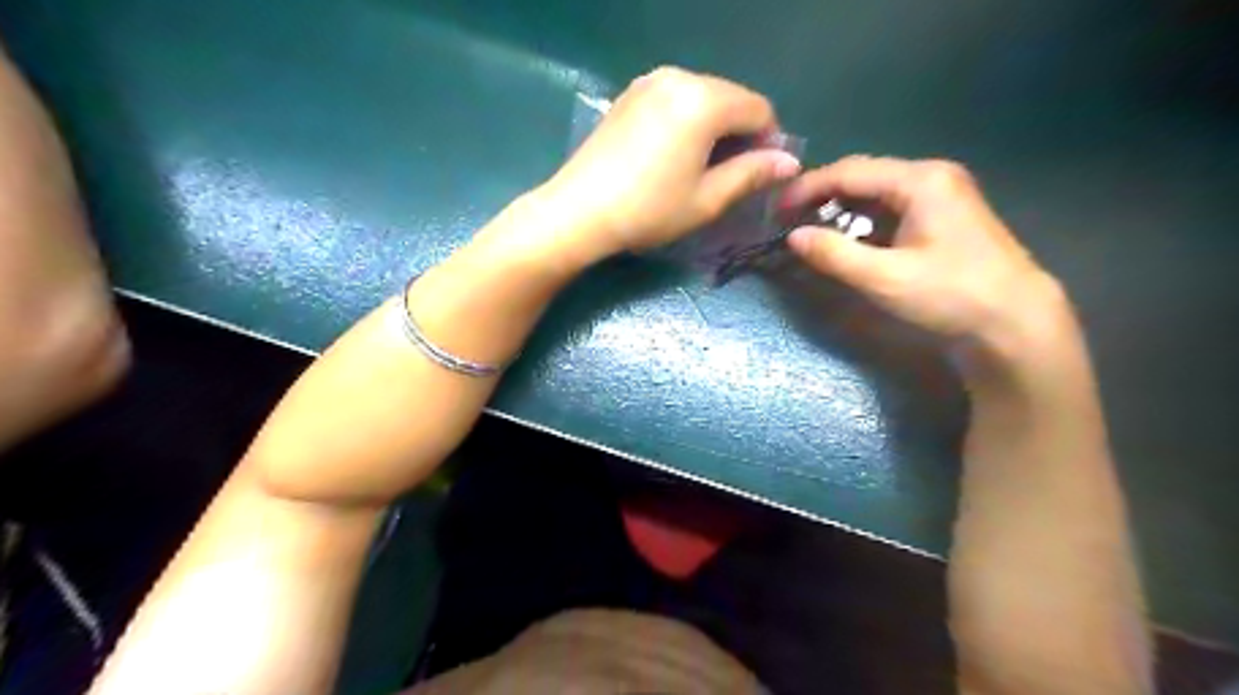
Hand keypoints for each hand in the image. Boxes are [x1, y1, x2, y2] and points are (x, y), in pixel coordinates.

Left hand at [537, 68, 797, 263]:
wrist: (579, 211)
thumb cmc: (649, 210)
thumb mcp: (707, 199)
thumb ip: (752, 174)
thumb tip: (789, 162)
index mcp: (704, 100)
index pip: (759, 109)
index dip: (770, 141)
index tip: (760, 175)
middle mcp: (679, 77)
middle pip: (731, 97)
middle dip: (742, 132)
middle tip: (732, 174)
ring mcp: (649, 82)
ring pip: (703, 96)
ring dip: (715, 126)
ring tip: (702, 167)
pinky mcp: (630, 94)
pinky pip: (676, 98)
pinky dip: (688, 120)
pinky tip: (675, 153)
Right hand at [787, 155, 1068, 364]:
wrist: (1015, 323)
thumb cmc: (950, 296)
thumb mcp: (884, 278)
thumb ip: (835, 254)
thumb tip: (793, 237)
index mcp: (920, 180)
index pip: (849, 171)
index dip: (807, 188)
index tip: (777, 209)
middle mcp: (931, 176)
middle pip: (863, 175)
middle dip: (822, 195)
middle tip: (789, 218)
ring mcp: (942, 194)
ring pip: (877, 191)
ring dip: (842, 207)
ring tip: (810, 227)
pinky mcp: (943, 216)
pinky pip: (892, 206)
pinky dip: (863, 219)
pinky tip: (847, 237)